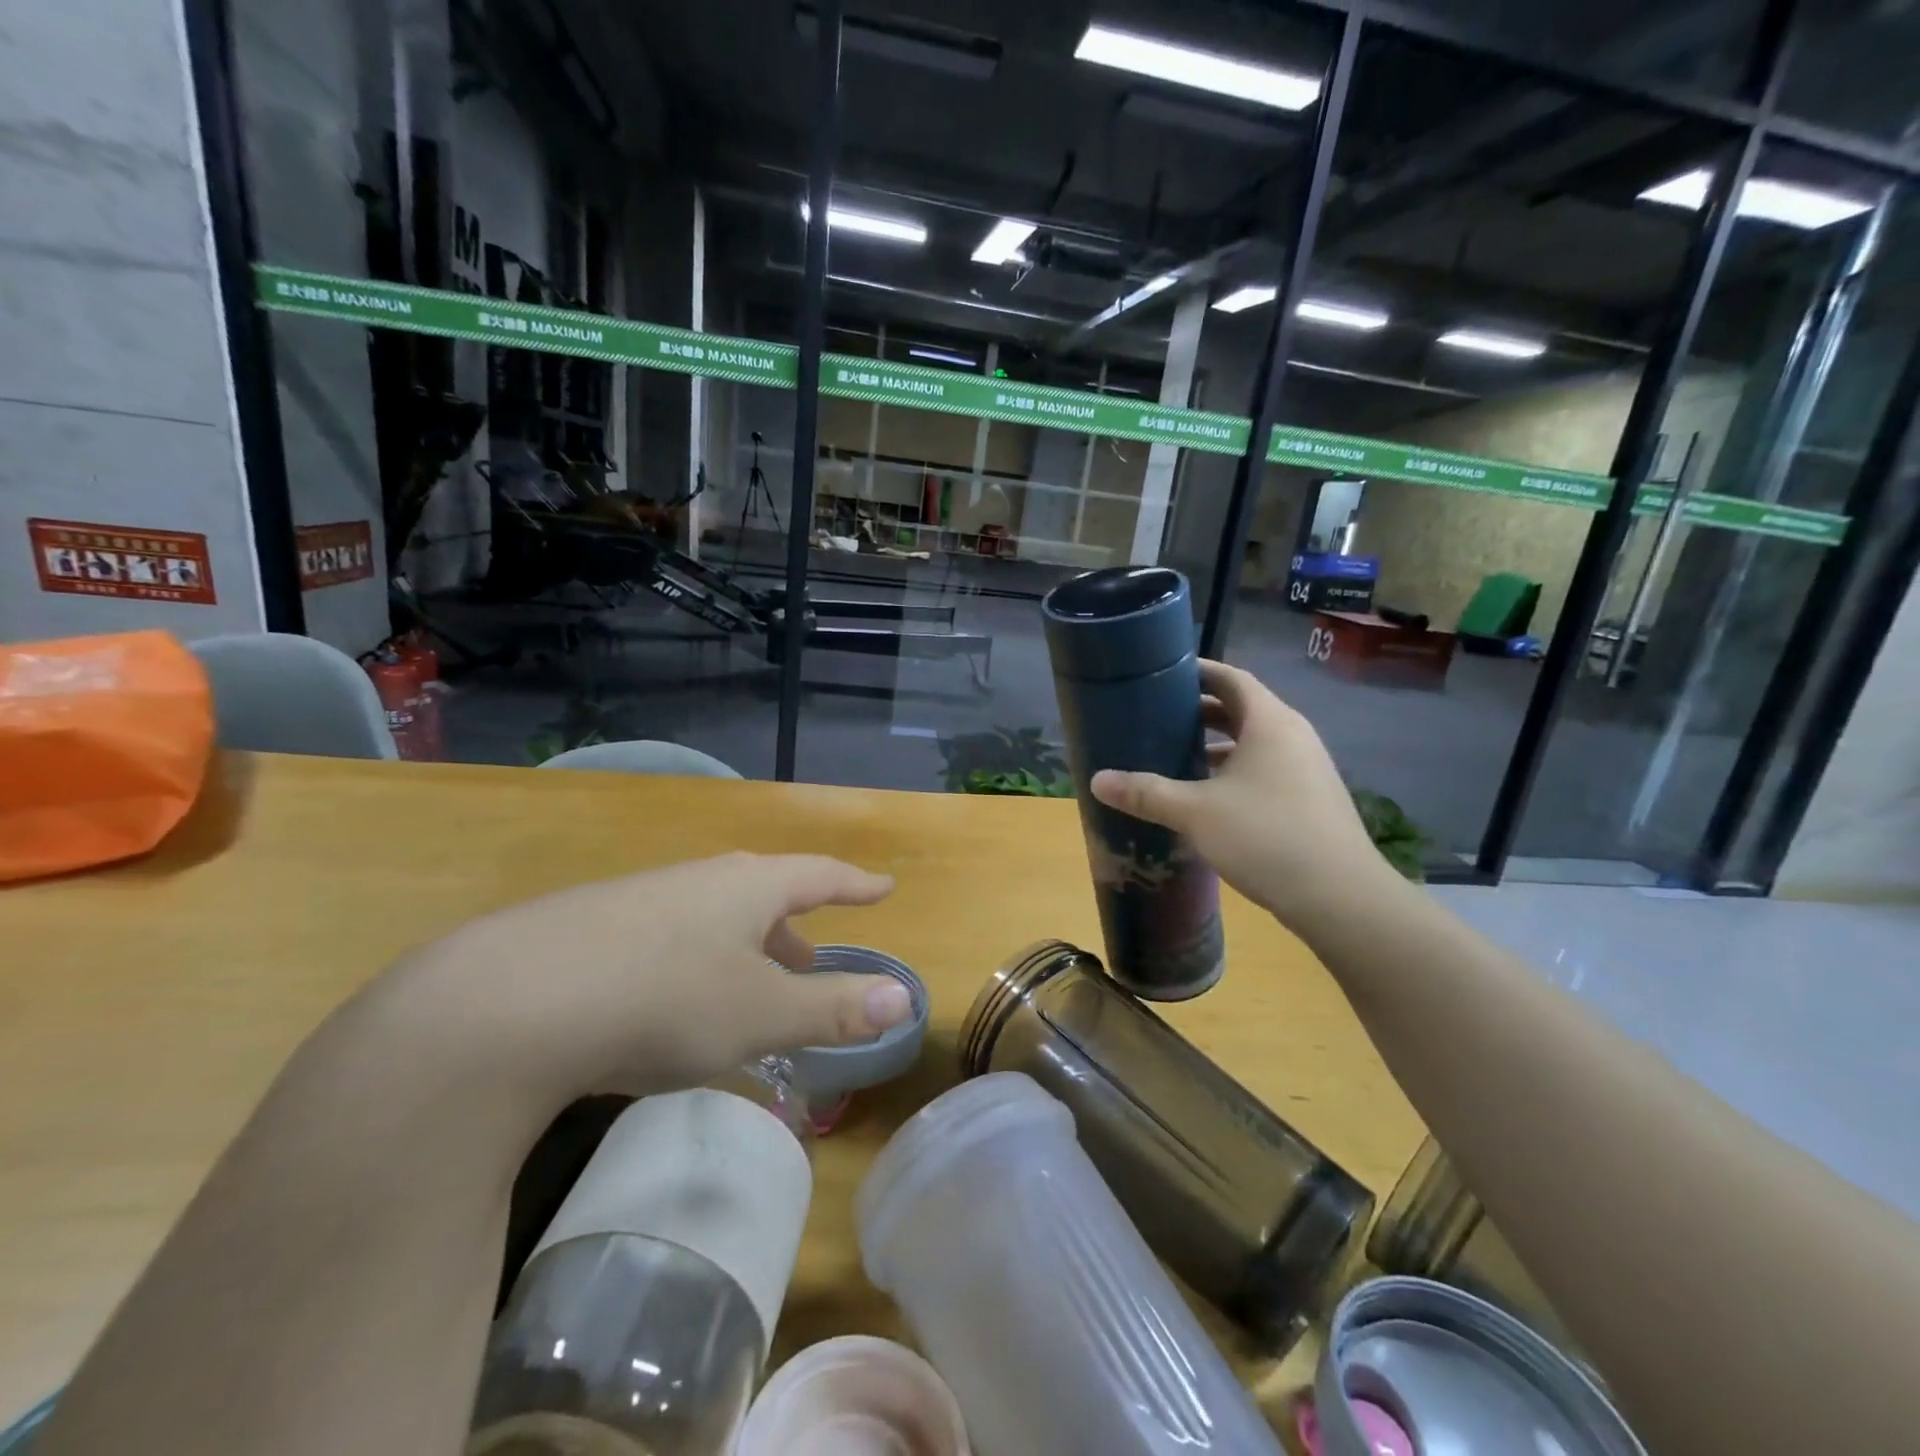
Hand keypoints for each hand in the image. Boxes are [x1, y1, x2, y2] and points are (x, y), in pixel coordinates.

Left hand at [377, 852, 910, 1111]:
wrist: (506, 1003)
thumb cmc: (663, 1000)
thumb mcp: (760, 1014)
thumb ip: (835, 1008)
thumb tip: (907, 997)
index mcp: (748, 887)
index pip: (819, 875)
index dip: (855, 884)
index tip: (882, 886)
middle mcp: (698, 881)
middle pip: (763, 894)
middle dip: (793, 928)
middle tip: (811, 958)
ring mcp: (640, 900)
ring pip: (711, 917)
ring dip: (741, 948)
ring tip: (748, 987)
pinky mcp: (591, 929)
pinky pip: (666, 938)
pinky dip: (692, 963)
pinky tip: (669, 1002)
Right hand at [1089, 660, 1398, 928]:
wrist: (1341, 897)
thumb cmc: (1266, 836)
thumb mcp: (1196, 812)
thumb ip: (1146, 793)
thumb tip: (1096, 780)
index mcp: (1270, 722)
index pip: (1231, 678)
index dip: (1198, 672)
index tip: (1162, 675)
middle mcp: (1293, 736)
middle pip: (1242, 709)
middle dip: (1200, 712)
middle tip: (1158, 718)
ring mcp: (1306, 769)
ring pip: (1253, 743)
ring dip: (1216, 746)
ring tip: (1175, 756)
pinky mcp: (1310, 799)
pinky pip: (1264, 769)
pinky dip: (1233, 772)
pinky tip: (1207, 798)